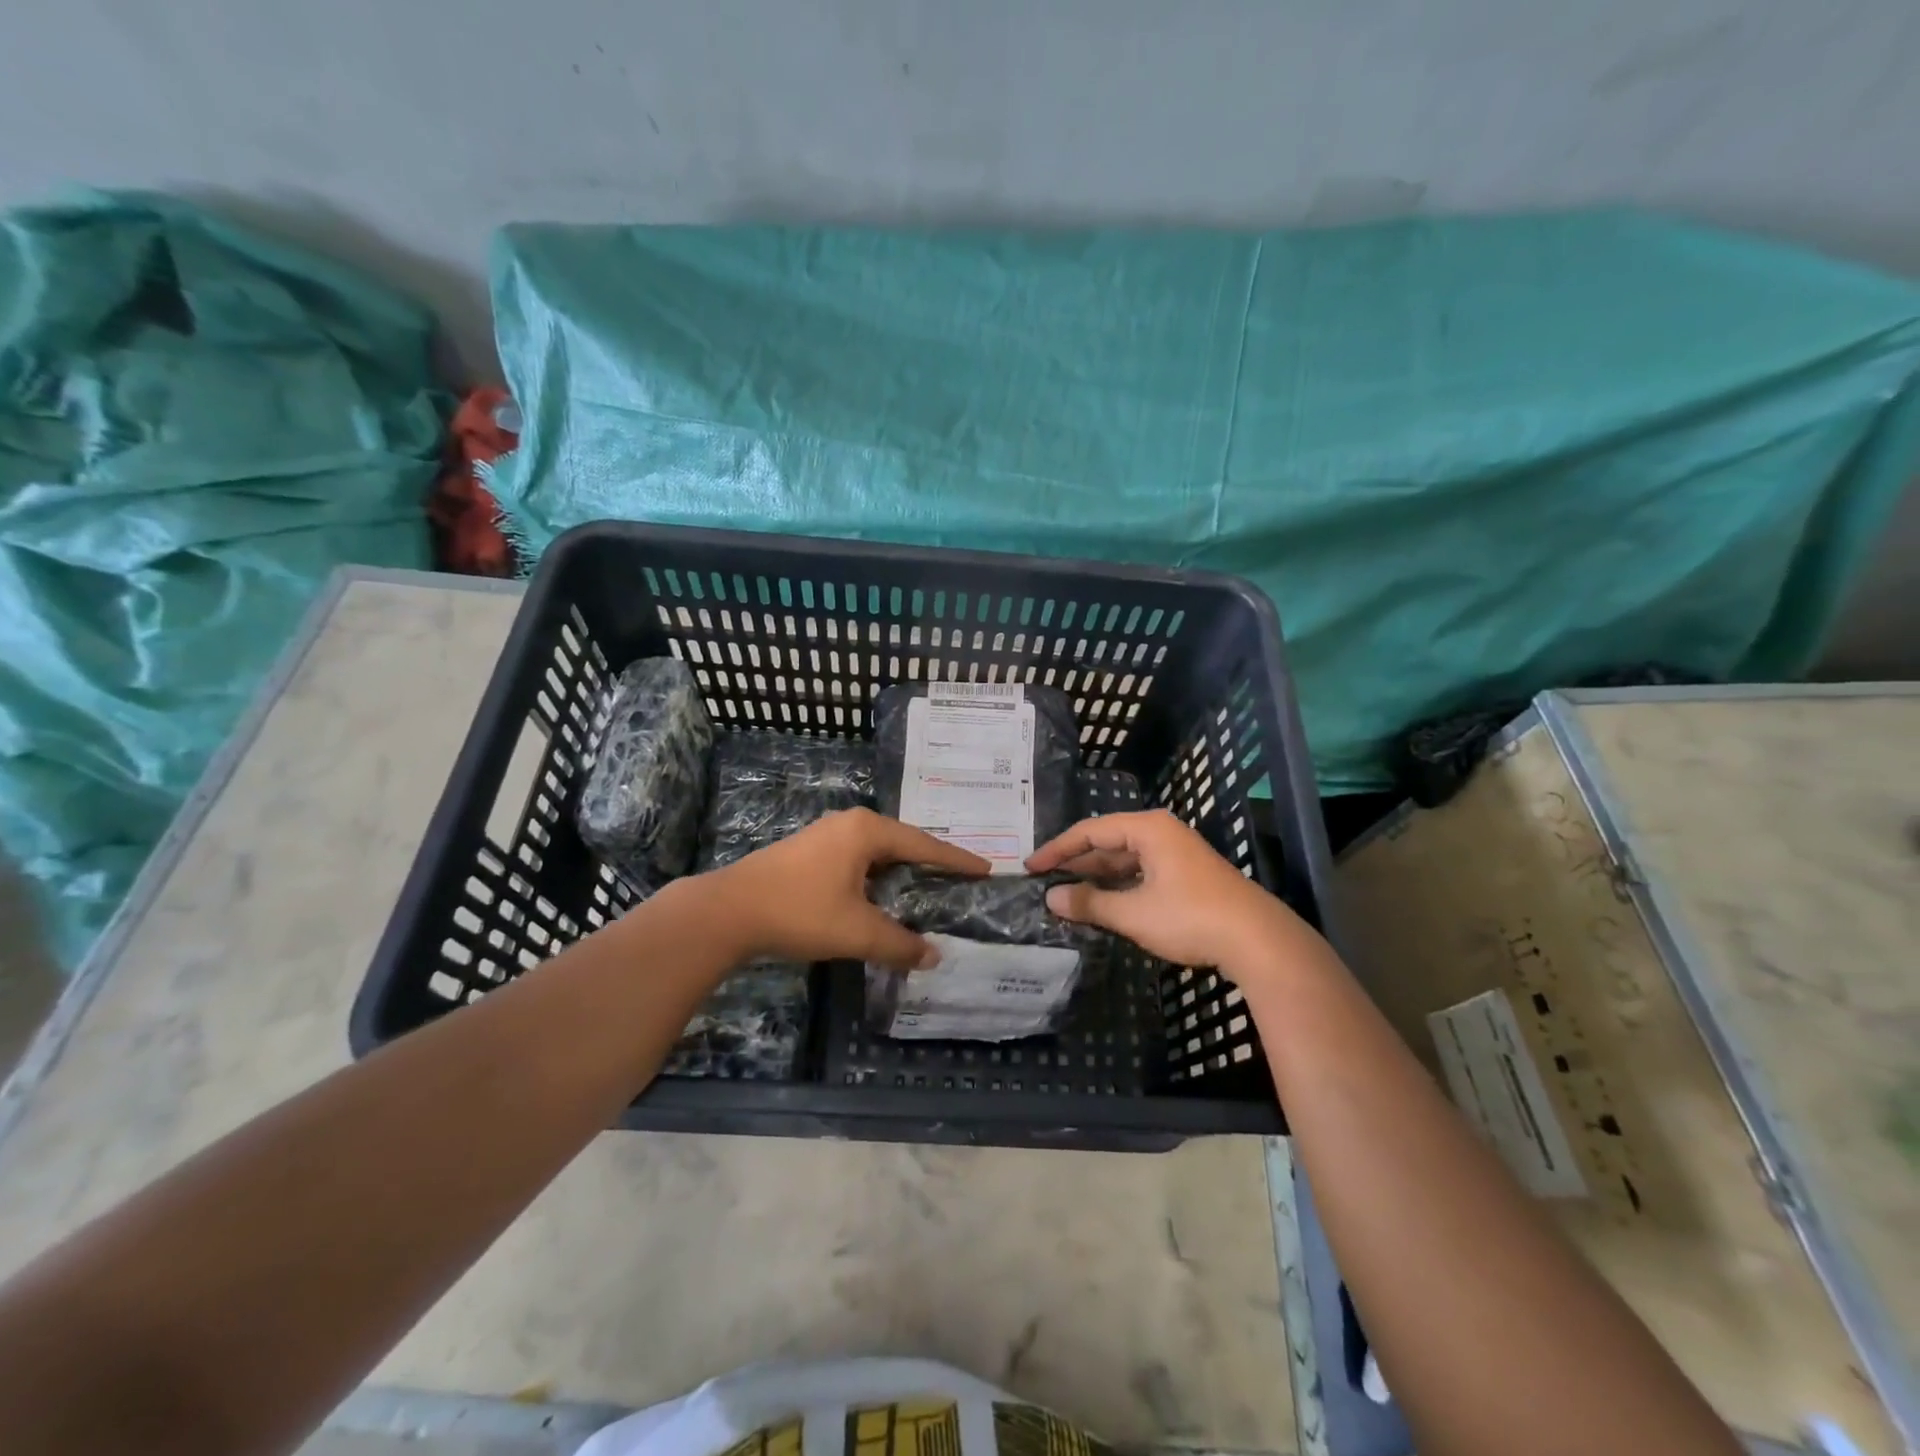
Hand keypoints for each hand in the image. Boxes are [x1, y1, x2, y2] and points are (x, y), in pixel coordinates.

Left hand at [703, 808, 988, 969]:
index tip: (985, 868)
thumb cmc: (800, 911)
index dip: (956, 860)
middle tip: (959, 878)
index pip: (924, 844)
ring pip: (877, 851)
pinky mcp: (808, 852)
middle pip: (902, 842)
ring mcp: (826, 835)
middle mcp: (850, 824)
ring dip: (901, 869)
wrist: (728, 911)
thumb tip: (933, 957)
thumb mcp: (856, 931)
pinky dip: (878, 875)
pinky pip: (858, 859)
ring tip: (926, 886)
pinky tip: (881, 895)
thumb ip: (899, 944)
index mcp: (867, 831)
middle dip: (931, 861)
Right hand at [1027, 809, 1310, 976]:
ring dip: (1096, 877)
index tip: (1031, 867)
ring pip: (1124, 860)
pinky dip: (1118, 886)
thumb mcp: (1134, 913)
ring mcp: (1176, 854)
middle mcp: (1161, 833)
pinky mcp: (1186, 875)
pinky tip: (1102, 903)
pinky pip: (1140, 872)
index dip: (1057, 849)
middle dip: (1076, 862)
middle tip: (1043, 880)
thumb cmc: (1191, 918)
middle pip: (1107, 842)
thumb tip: (1051, 899)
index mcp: (1148, 829)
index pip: (1090, 831)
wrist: (1258, 941)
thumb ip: (1090, 904)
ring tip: (1065, 894)